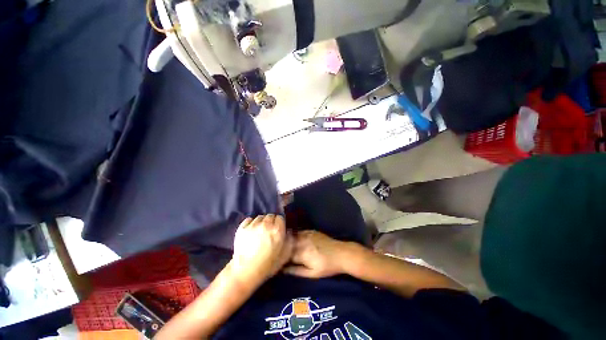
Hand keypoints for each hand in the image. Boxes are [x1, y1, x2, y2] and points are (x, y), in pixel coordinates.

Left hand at [231, 215, 293, 285]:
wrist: (246, 272)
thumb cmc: (268, 265)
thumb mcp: (285, 255)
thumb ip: (290, 240)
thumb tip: (288, 231)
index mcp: (277, 229)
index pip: (280, 217)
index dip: (279, 223)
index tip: (278, 230)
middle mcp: (266, 224)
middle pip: (270, 215)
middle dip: (271, 222)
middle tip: (269, 231)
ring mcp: (253, 225)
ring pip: (260, 217)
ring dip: (261, 222)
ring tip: (260, 231)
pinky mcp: (242, 228)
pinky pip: (249, 219)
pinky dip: (251, 223)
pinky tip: (251, 230)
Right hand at [284, 231, 351, 278]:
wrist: (341, 254)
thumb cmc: (327, 267)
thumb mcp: (312, 274)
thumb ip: (296, 271)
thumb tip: (283, 270)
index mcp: (301, 253)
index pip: (285, 254)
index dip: (280, 257)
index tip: (277, 261)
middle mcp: (302, 241)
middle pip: (287, 243)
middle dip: (282, 248)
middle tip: (279, 253)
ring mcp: (307, 234)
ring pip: (292, 236)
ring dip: (287, 240)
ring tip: (284, 246)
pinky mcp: (311, 231)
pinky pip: (299, 232)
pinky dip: (295, 235)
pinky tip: (294, 239)